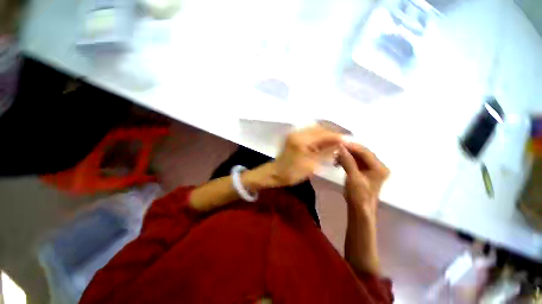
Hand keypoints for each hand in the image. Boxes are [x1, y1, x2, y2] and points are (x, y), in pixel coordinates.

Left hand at [266, 126, 342, 186]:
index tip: (349, 141)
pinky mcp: (294, 136)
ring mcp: (295, 133)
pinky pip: (310, 132)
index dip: (337, 137)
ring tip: (336, 141)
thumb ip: (326, 153)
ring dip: (327, 134)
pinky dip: (319, 136)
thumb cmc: (292, 173)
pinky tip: (325, 142)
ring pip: (316, 129)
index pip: (324, 134)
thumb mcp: (311, 165)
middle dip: (333, 133)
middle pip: (320, 128)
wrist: (276, 173)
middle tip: (344, 141)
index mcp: (302, 140)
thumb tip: (340, 145)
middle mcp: (298, 132)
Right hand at [338, 142, 388, 217]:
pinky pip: (354, 161)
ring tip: (334, 157)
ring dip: (345, 156)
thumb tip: (340, 147)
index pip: (365, 152)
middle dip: (348, 151)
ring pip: (357, 156)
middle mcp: (377, 166)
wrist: (359, 209)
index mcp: (379, 167)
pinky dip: (346, 160)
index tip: (338, 144)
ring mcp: (370, 169)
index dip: (352, 147)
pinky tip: (337, 162)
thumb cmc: (359, 195)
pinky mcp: (364, 171)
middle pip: (361, 153)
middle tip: (335, 150)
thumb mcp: (353, 178)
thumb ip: (348, 161)